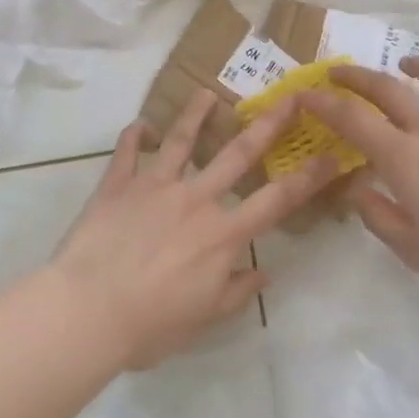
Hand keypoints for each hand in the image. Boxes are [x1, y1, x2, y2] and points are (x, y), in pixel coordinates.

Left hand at [52, 89, 336, 368]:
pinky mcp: (118, 184)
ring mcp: (155, 186)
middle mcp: (195, 199)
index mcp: (221, 234)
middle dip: (267, 125)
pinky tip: (141, 124)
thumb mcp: (202, 319)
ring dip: (196, 114)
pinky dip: (134, 136)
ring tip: (208, 93)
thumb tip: (265, 273)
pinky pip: (127, 152)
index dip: (308, 178)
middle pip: (237, 154)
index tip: (331, 155)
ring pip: (181, 140)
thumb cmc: (149, 325)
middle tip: (288, 98)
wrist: (87, 311)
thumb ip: (236, 292)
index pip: (276, 201)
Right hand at [298, 59, 418, 304]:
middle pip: (385, 88)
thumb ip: (380, 217)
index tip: (304, 94)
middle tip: (336, 72)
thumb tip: (360, 190)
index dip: (323, 103)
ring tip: (404, 64)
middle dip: (355, 77)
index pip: (352, 119)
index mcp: (403, 158)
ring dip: (412, 67)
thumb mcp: (416, 250)